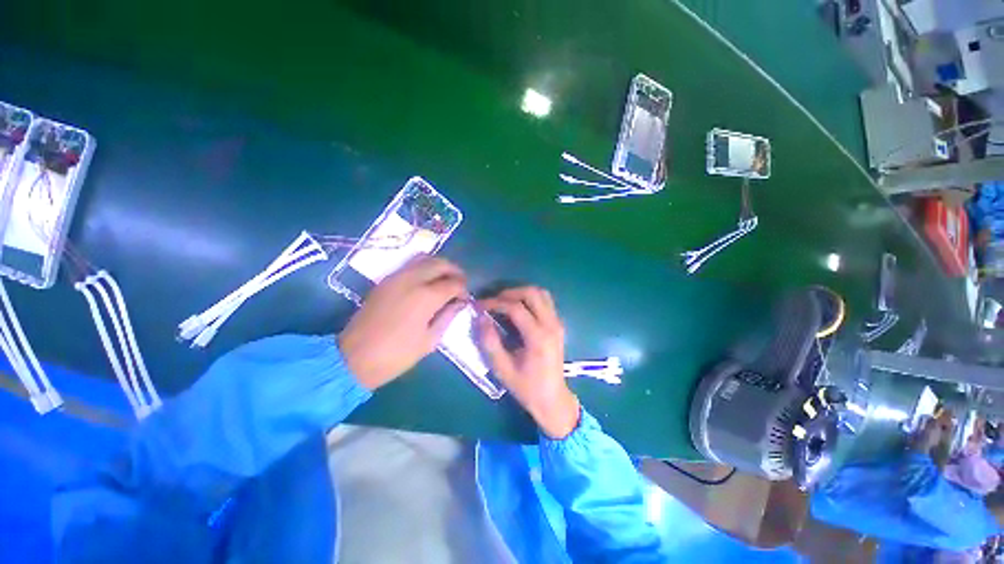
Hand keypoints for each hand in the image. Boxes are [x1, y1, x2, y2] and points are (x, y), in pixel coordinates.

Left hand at [339, 255, 465, 389]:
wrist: (354, 357)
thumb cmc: (397, 354)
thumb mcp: (429, 340)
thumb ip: (448, 316)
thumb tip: (460, 302)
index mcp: (426, 296)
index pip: (454, 282)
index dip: (463, 289)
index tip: (465, 299)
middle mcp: (413, 279)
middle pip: (441, 263)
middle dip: (455, 271)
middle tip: (459, 284)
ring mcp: (397, 277)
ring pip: (425, 258)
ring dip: (440, 266)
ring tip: (445, 280)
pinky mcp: (386, 280)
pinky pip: (411, 264)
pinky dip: (424, 267)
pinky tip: (427, 282)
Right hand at [477, 287, 579, 438]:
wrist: (553, 399)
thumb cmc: (527, 387)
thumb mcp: (503, 369)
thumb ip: (490, 342)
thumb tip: (480, 318)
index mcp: (538, 337)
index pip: (516, 308)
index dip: (495, 303)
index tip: (480, 305)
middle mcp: (551, 325)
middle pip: (532, 293)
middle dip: (509, 292)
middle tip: (493, 302)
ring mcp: (558, 323)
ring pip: (541, 293)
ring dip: (521, 293)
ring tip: (504, 302)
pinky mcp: (558, 324)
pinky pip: (545, 301)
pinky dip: (530, 299)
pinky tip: (518, 309)